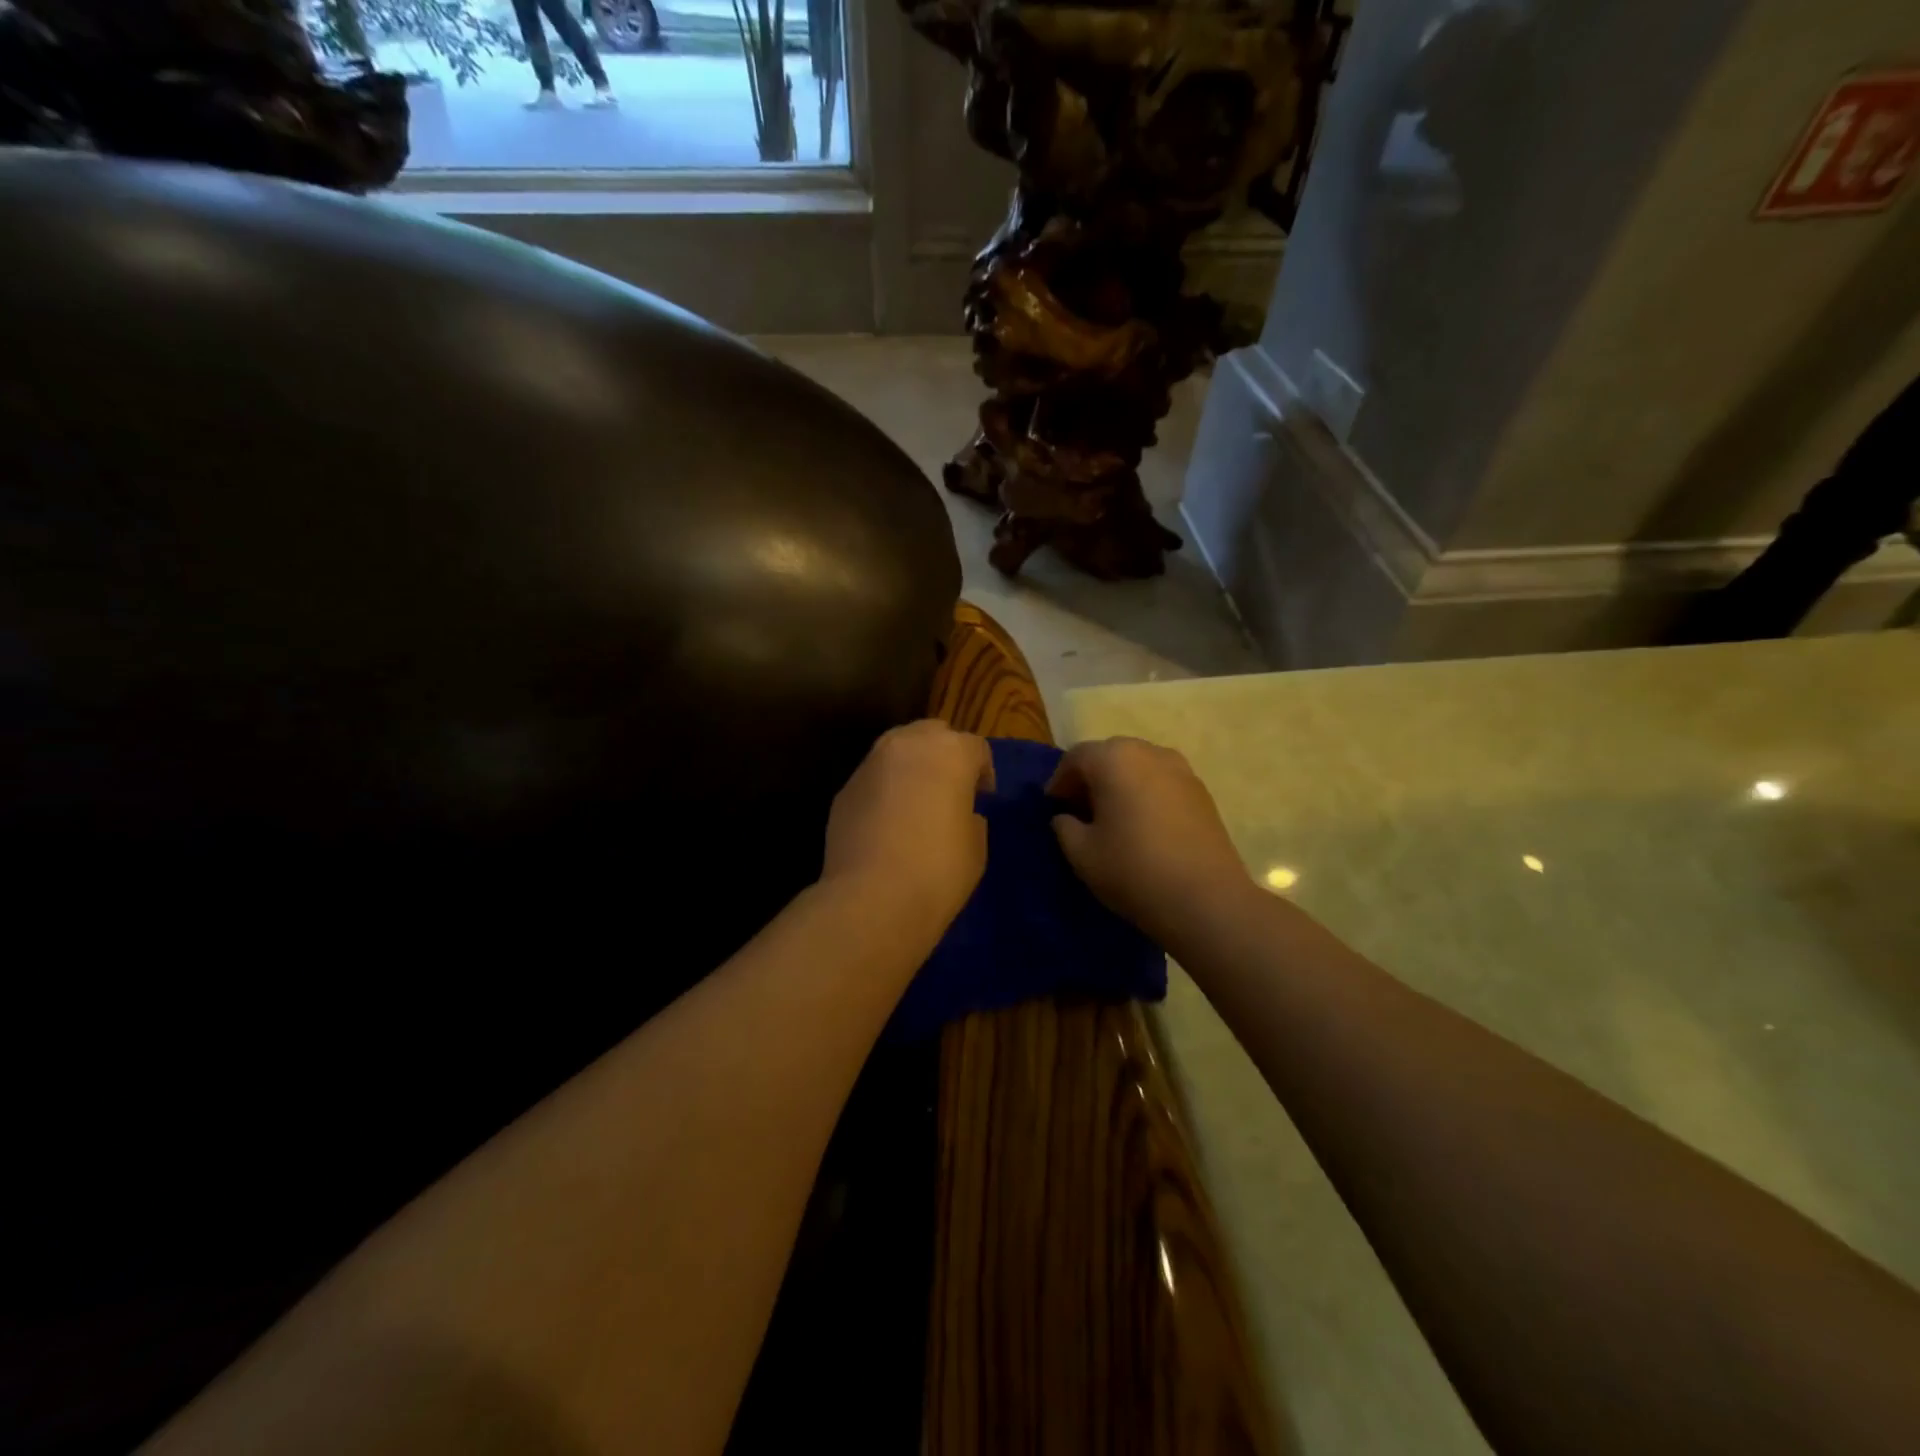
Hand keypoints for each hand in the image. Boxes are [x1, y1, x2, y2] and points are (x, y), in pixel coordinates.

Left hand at [822, 721, 994, 944]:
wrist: (871, 898)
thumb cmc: (938, 870)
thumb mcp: (976, 846)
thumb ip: (971, 817)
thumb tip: (960, 813)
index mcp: (950, 752)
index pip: (975, 748)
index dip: (983, 772)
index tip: (983, 797)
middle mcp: (907, 745)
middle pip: (932, 733)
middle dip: (944, 754)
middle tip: (950, 788)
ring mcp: (870, 764)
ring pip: (897, 750)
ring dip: (911, 767)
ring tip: (917, 802)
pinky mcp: (844, 789)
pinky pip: (873, 779)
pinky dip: (884, 790)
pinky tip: (888, 823)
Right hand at [1047, 736, 1255, 947]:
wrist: (1206, 899)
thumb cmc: (1133, 869)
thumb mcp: (1081, 853)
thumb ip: (1064, 826)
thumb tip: (1066, 817)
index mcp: (1114, 758)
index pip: (1076, 757)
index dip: (1059, 781)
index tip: (1053, 808)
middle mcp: (1149, 752)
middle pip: (1109, 756)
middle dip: (1090, 778)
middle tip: (1079, 811)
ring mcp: (1181, 769)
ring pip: (1138, 767)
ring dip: (1120, 784)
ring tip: (1112, 819)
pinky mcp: (1202, 792)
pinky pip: (1162, 782)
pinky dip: (1145, 794)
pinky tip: (1143, 826)